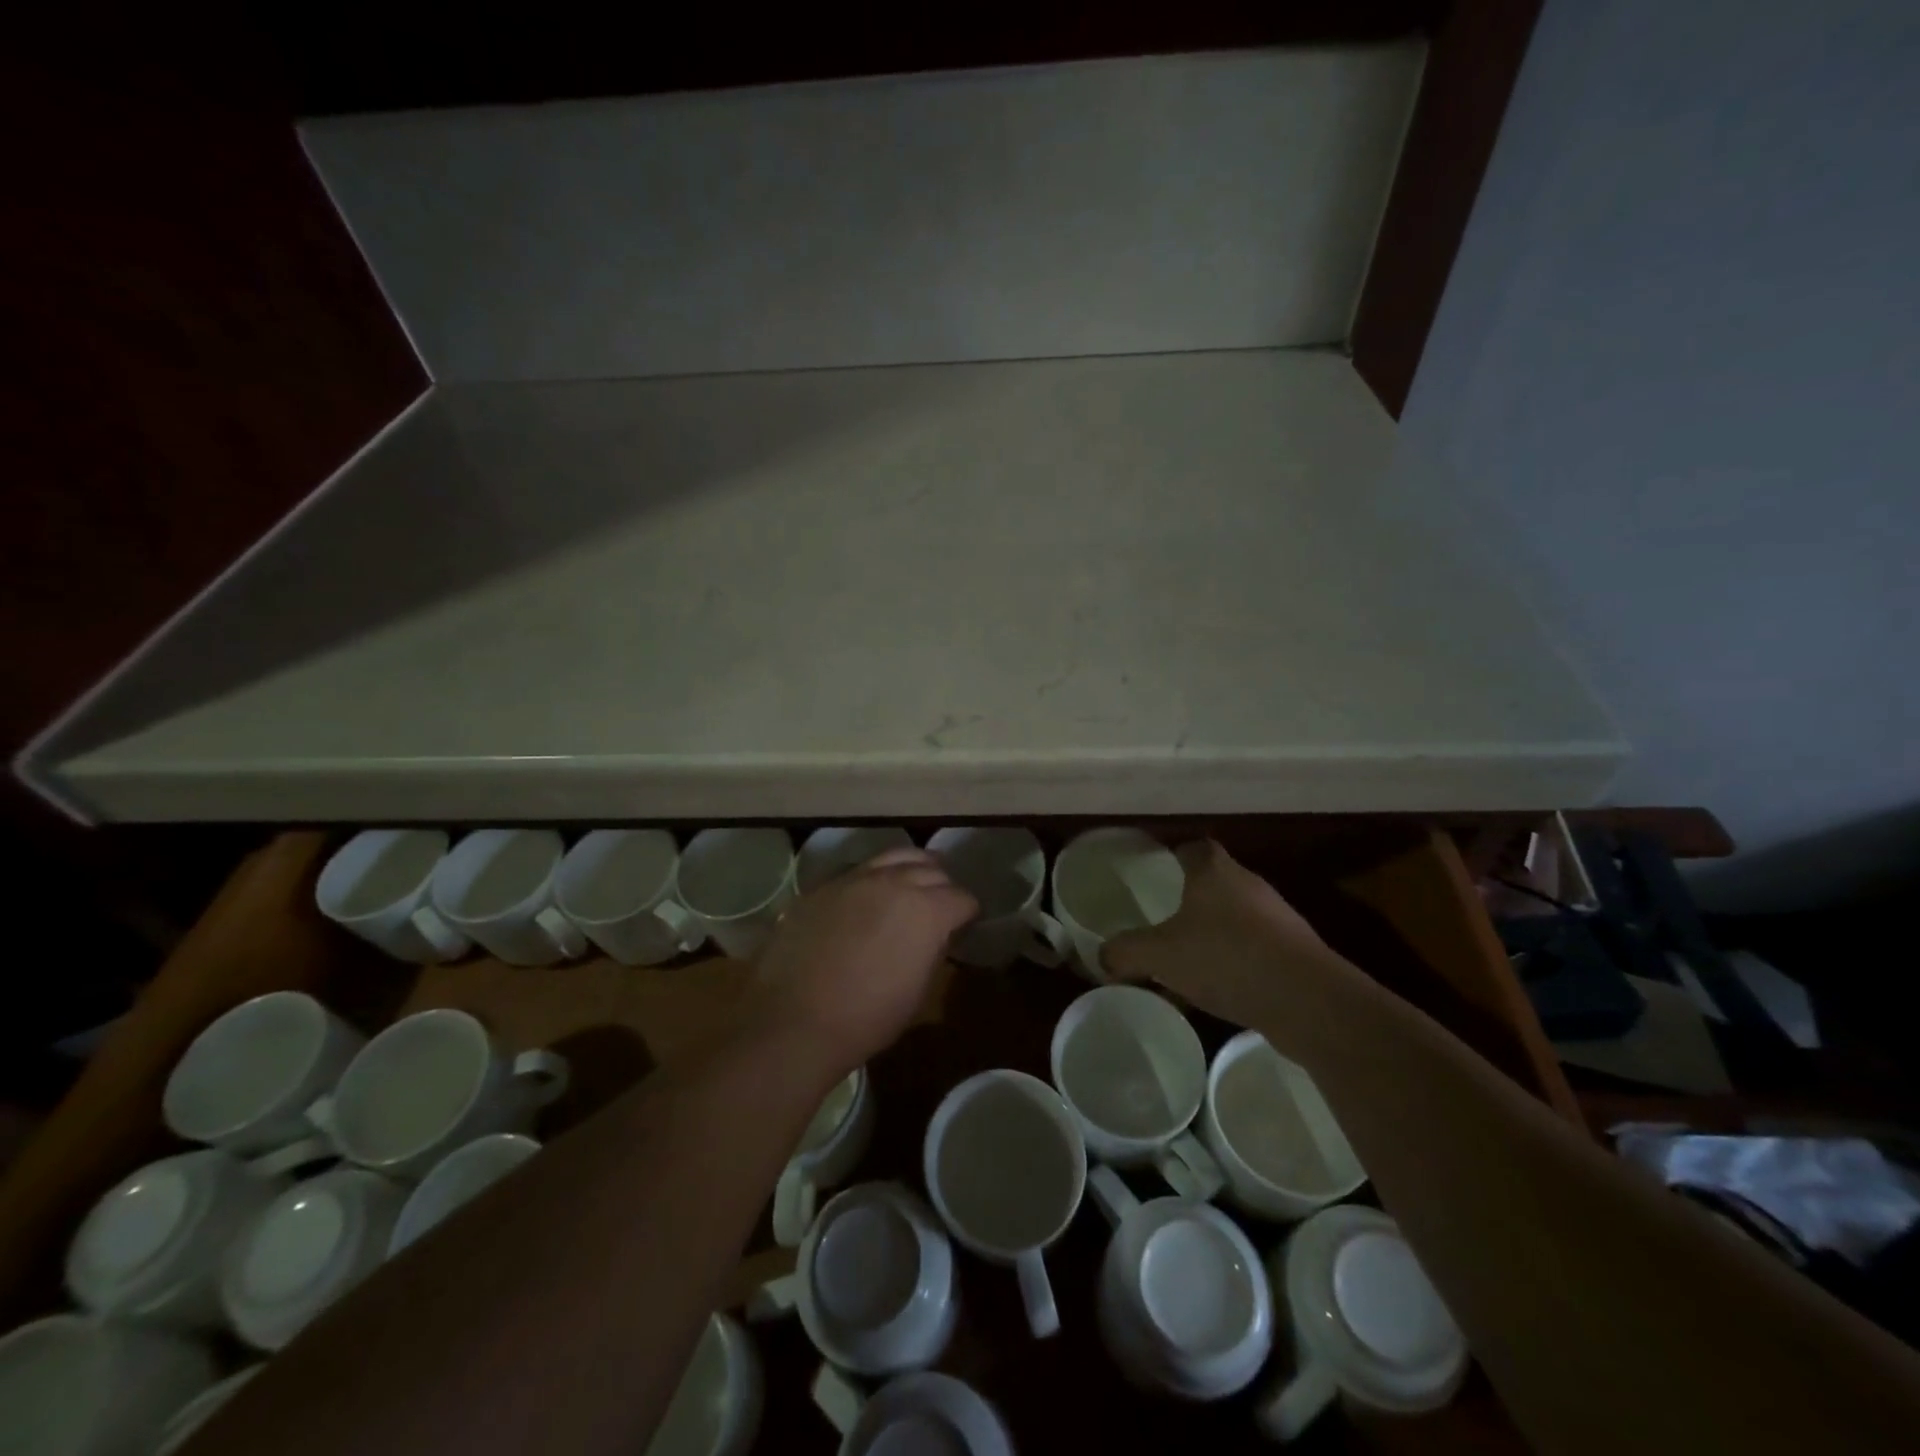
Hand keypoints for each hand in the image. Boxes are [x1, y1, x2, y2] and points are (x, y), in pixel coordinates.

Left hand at [748, 848, 977, 1073]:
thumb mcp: (918, 990)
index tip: (966, 925)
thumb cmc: (867, 1017)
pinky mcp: (823, 886)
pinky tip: (870, 894)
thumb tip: (934, 936)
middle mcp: (895, 882)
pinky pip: (860, 870)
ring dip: (911, 868)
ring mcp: (855, 878)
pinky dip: (875, 877)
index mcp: (927, 910)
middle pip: (932, 870)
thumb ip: (932, 950)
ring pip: (895, 856)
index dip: (968, 913)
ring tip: (912, 881)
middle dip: (943, 886)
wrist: (794, 1020)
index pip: (962, 898)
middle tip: (941, 904)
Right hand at [1102, 841, 1352, 1035]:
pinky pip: (1253, 949)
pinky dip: (1234, 962)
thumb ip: (1125, 952)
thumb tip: (1101, 957)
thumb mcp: (1160, 956)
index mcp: (1214, 871)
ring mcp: (1277, 918)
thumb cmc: (1226, 958)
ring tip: (1185, 961)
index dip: (1172, 855)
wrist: (1308, 1001)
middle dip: (1189, 899)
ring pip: (1235, 918)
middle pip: (1214, 882)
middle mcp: (1248, 885)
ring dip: (1212, 934)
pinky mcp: (1296, 952)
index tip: (1154, 872)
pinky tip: (1216, 992)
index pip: (1192, 847)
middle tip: (1161, 919)